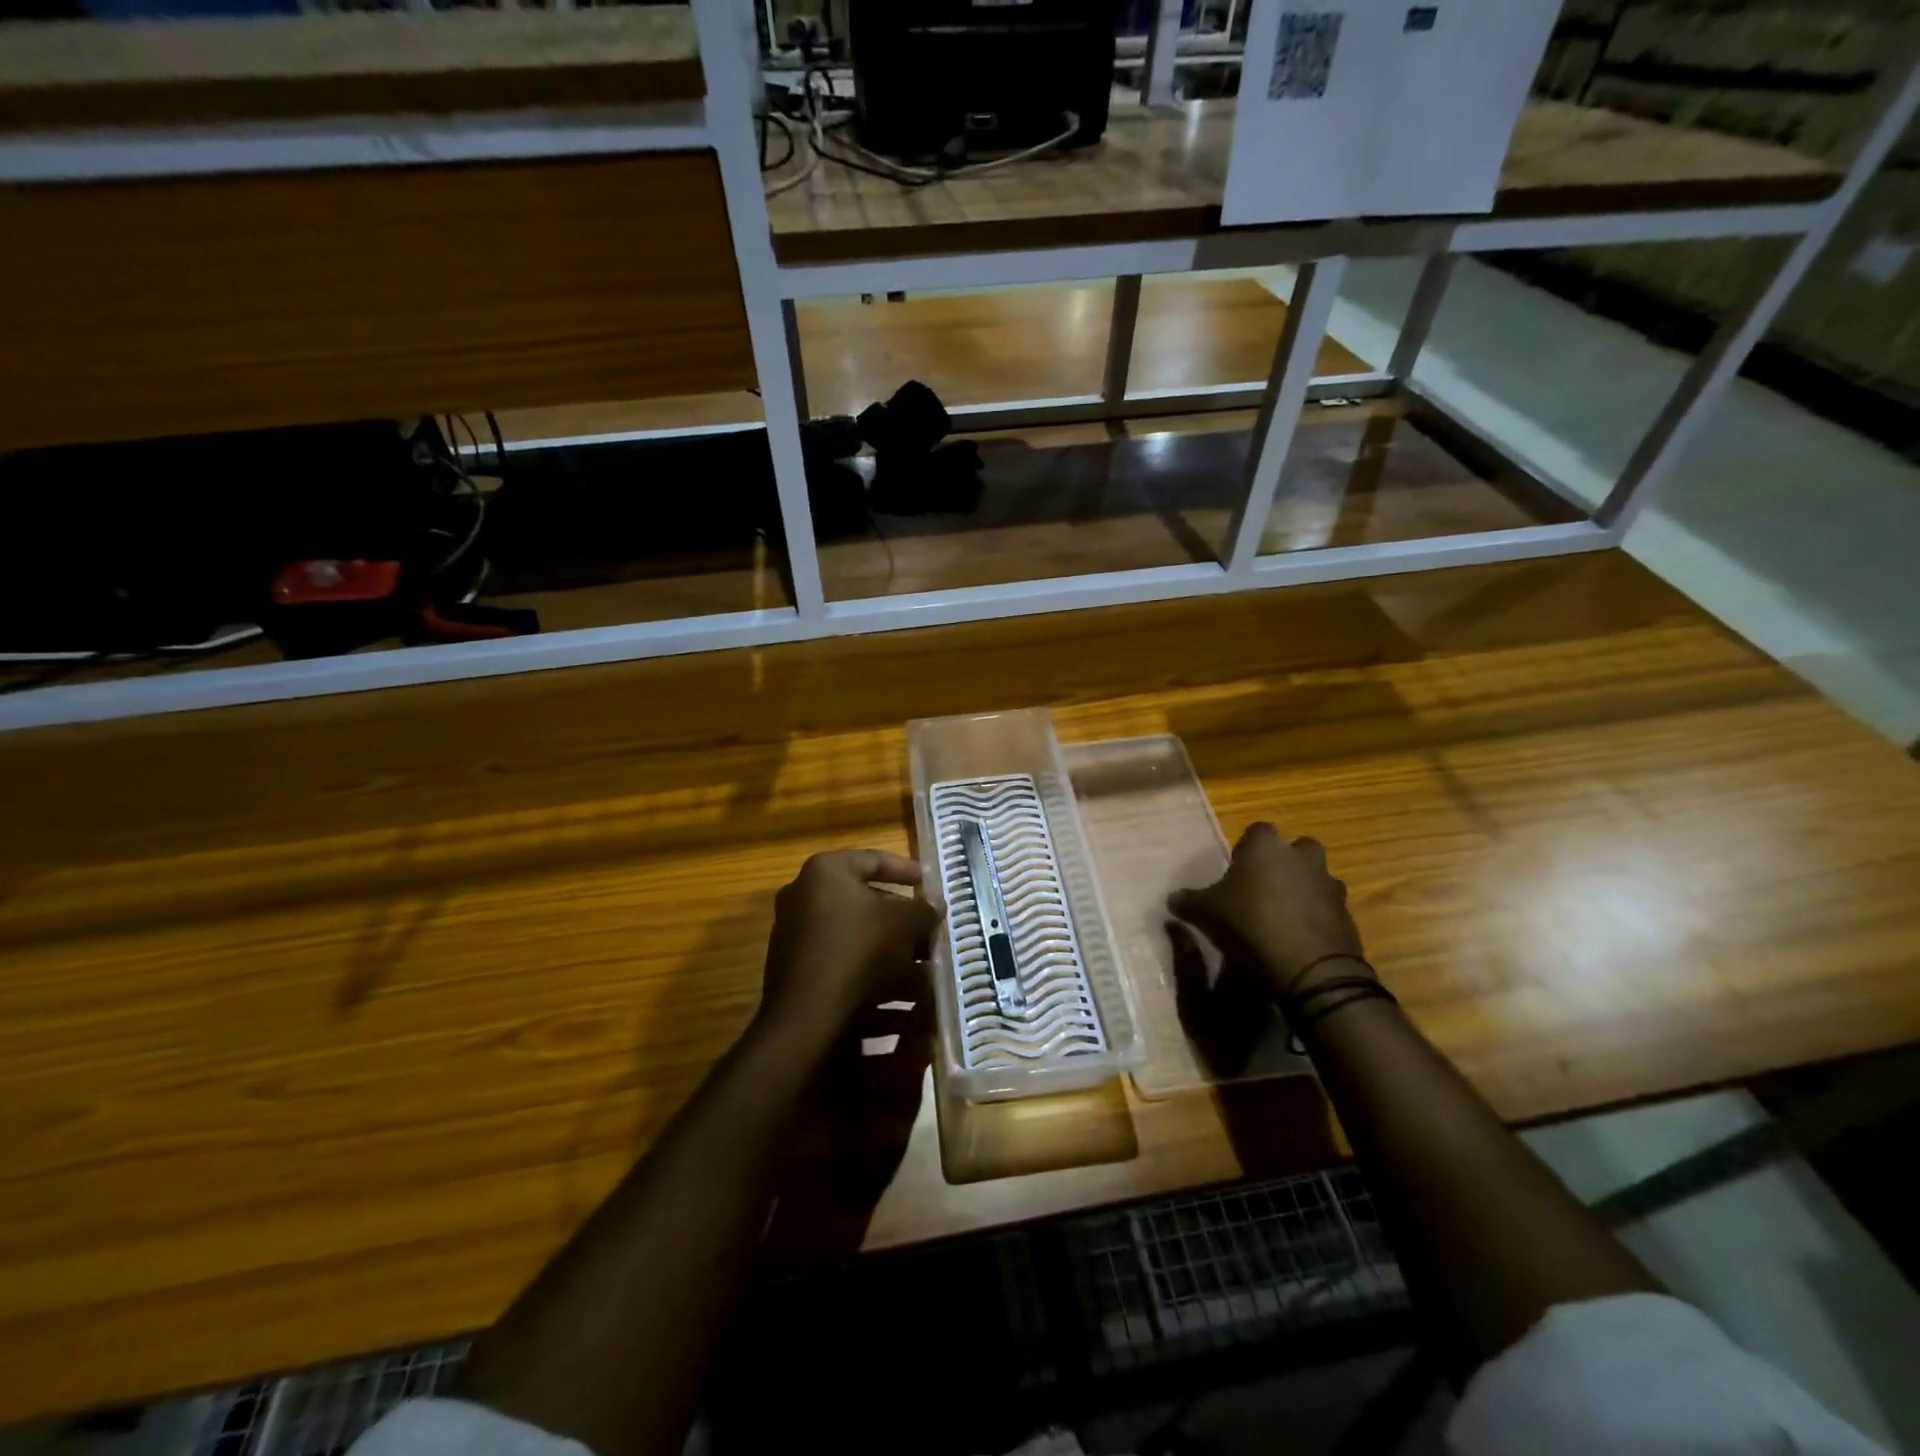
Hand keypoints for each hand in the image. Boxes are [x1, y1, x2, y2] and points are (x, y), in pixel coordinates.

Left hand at [759, 849, 938, 1046]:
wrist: (807, 1015)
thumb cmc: (859, 949)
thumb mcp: (904, 924)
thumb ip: (923, 910)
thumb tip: (936, 903)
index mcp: (826, 872)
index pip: (873, 860)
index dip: (905, 869)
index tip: (927, 882)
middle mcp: (803, 896)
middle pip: (864, 900)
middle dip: (901, 918)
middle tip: (927, 929)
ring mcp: (795, 934)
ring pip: (855, 935)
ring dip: (891, 949)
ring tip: (923, 966)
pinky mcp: (795, 970)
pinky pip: (842, 961)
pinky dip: (871, 972)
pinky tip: (901, 994)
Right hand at [1169, 823, 1367, 1000]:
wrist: (1309, 968)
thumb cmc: (1249, 923)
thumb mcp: (1206, 913)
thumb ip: (1189, 901)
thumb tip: (1172, 898)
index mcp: (1266, 846)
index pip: (1257, 831)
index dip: (1246, 849)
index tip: (1237, 871)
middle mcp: (1301, 857)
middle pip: (1295, 850)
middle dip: (1283, 865)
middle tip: (1263, 889)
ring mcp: (1329, 885)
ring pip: (1315, 878)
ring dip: (1303, 890)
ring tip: (1282, 917)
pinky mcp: (1346, 915)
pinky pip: (1327, 908)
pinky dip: (1315, 918)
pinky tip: (1298, 940)